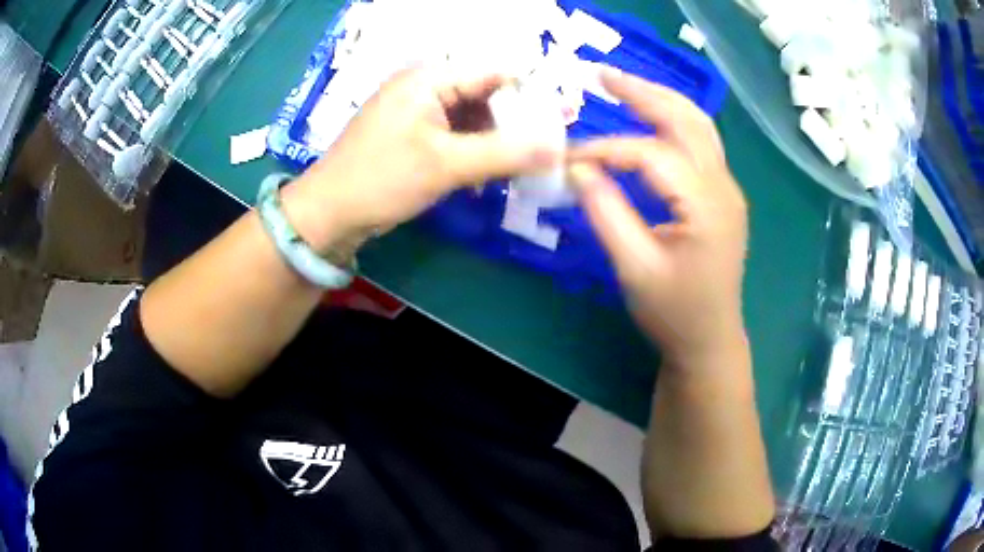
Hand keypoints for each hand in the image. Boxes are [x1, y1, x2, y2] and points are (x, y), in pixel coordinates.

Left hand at [284, 67, 561, 251]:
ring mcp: (419, 111)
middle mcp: (426, 86)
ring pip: (474, 118)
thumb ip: (505, 153)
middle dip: (514, 124)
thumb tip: (559, 147)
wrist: (329, 214)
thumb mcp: (446, 164)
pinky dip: (474, 153)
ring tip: (515, 170)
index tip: (560, 123)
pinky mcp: (415, 134)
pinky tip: (484, 177)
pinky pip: (457, 135)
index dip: (531, 95)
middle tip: (541, 155)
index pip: (495, 73)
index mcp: (430, 78)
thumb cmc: (382, 179)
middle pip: (486, 95)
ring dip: (495, 143)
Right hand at [568, 68, 748, 367]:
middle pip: (685, 119)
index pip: (651, 155)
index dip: (606, 150)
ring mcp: (727, 189)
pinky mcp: (722, 196)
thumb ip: (606, 213)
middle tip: (601, 76)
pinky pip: (701, 143)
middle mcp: (723, 187)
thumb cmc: (673, 312)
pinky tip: (652, 116)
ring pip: (698, 125)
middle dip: (642, 93)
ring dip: (661, 99)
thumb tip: (577, 167)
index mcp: (706, 205)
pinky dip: (673, 120)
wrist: (709, 340)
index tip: (569, 158)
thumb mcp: (634, 268)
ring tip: (623, 86)